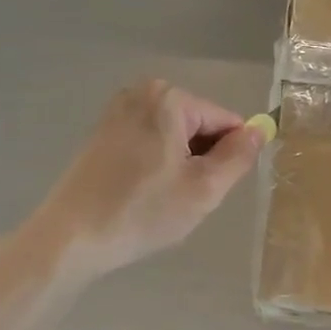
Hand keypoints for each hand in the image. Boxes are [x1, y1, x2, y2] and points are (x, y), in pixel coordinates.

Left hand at [32, 80, 266, 277]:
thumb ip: (239, 156)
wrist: (71, 237)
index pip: (226, 121)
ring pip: (175, 136)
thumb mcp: (204, 189)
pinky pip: (150, 141)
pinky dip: (156, 164)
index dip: (229, 157)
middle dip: (201, 160)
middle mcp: (143, 92)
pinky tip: (141, 192)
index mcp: (170, 98)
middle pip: (199, 125)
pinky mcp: (103, 130)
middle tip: (182, 197)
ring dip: (179, 165)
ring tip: (160, 198)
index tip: (212, 189)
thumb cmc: (142, 212)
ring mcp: (118, 109)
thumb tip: (259, 130)